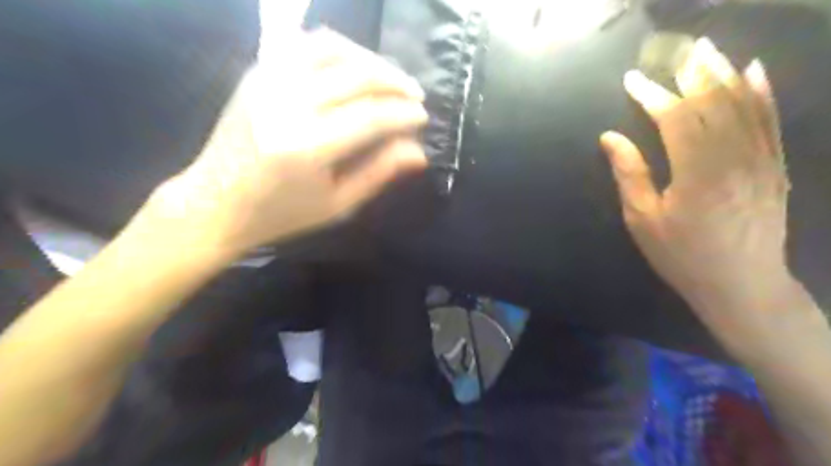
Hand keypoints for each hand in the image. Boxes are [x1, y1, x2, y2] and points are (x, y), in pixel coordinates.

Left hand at [147, 32, 427, 257]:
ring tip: (392, 78)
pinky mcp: (257, 72)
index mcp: (307, 148)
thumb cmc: (282, 213)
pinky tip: (355, 65)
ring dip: (371, 60)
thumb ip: (379, 172)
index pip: (371, 118)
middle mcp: (287, 105)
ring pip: (332, 49)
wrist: (215, 202)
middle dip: (395, 83)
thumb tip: (419, 152)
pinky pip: (304, 44)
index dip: (403, 115)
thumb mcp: (338, 204)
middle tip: (416, 96)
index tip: (424, 118)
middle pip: (356, 77)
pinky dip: (338, 49)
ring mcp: (267, 81)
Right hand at [601, 36, 793, 333]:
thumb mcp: (643, 219)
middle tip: (675, 50)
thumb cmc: (681, 255)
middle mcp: (735, 157)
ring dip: (724, 73)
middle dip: (692, 73)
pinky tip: (754, 72)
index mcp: (697, 172)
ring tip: (707, 50)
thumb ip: (629, 174)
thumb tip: (609, 138)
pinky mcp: (776, 166)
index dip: (651, 95)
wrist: (741, 285)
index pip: (673, 118)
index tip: (632, 80)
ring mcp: (762, 159)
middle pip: (713, 102)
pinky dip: (762, 92)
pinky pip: (771, 120)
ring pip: (744, 104)